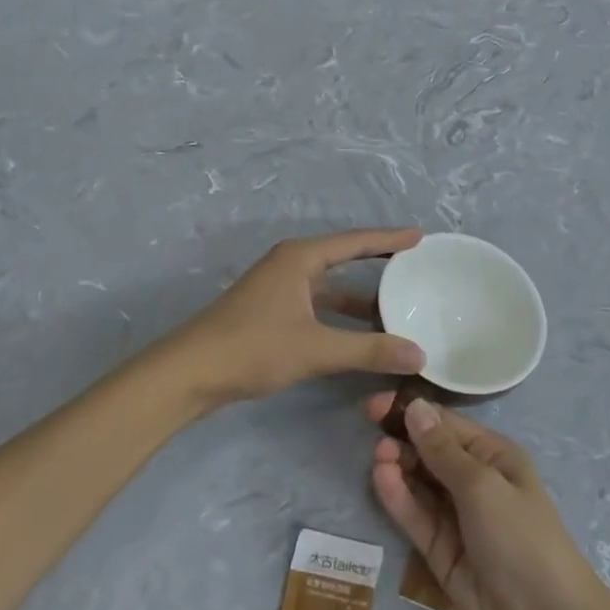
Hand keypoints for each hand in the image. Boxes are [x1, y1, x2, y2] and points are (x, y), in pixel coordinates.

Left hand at [160, 229, 425, 410]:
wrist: (189, 373)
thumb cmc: (252, 348)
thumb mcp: (316, 348)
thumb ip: (368, 350)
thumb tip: (419, 354)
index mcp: (300, 258)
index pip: (355, 242)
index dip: (389, 238)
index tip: (420, 236)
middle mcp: (289, 266)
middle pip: (343, 258)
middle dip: (377, 263)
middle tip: (414, 267)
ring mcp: (277, 290)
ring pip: (329, 287)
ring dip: (359, 297)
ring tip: (397, 306)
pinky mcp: (270, 313)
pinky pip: (317, 305)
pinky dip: (340, 316)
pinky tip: (359, 335)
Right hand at [368, 393, 608, 609]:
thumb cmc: (521, 538)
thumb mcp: (482, 485)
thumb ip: (443, 449)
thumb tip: (415, 407)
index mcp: (493, 456)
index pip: (445, 424)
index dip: (411, 412)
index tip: (373, 407)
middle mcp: (474, 481)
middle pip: (429, 452)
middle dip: (402, 442)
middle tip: (378, 444)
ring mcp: (456, 517)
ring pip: (418, 484)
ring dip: (398, 468)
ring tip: (379, 460)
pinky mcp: (441, 550)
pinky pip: (416, 516)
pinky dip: (398, 498)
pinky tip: (381, 480)